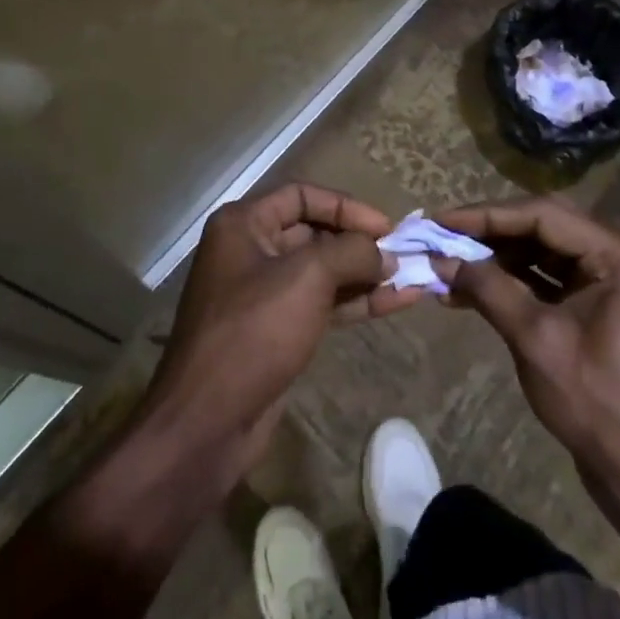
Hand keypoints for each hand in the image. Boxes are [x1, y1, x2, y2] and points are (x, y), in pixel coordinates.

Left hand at [143, 184, 422, 479]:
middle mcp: (251, 251)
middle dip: (359, 243)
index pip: (302, 195)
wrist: (207, 422)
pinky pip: (322, 304)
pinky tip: (397, 302)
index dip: (346, 207)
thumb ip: (351, 253)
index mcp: (244, 225)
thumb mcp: (307, 277)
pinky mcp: (277, 331)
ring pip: (323, 272)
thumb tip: (384, 255)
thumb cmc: (254, 331)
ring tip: (412, 278)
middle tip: (404, 255)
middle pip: (314, 232)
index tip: (386, 227)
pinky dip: (357, 302)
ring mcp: (263, 294)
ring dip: (366, 274)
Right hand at [435, 199, 619, 491]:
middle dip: (490, 231)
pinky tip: (470, 287)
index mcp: (618, 258)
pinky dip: (511, 279)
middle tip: (444, 233)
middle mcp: (617, 258)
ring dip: (496, 256)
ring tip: (450, 262)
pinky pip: (547, 277)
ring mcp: (608, 281)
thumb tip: (440, 259)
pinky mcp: (595, 304)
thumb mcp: (535, 340)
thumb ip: (488, 289)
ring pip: (542, 250)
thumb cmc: (595, 403)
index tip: (443, 220)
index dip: (489, 215)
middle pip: (544, 226)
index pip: (545, 216)